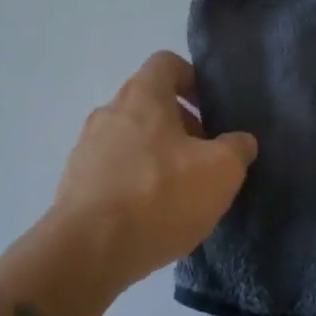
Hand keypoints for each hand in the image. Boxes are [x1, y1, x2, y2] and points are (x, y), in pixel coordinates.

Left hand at [52, 51, 256, 286]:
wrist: (88, 252)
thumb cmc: (159, 195)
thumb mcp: (220, 171)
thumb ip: (237, 149)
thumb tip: (240, 141)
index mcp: (142, 95)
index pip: (167, 63)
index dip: (193, 79)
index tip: (211, 109)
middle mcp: (109, 111)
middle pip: (149, 103)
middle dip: (180, 125)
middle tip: (205, 157)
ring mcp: (86, 147)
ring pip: (131, 138)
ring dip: (157, 155)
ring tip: (180, 191)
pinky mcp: (74, 183)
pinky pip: (113, 170)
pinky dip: (134, 182)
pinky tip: (151, 214)